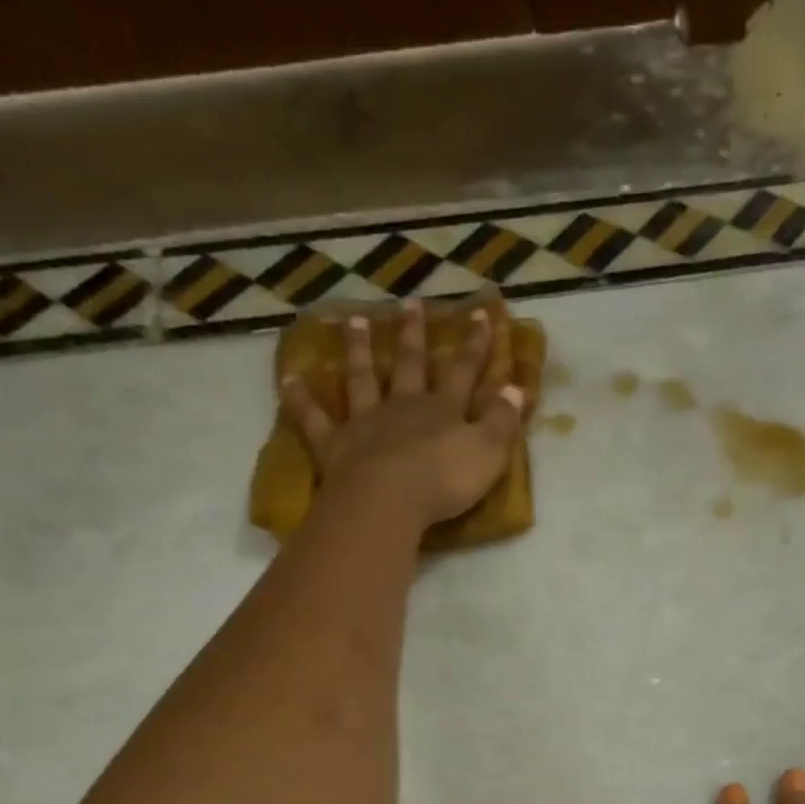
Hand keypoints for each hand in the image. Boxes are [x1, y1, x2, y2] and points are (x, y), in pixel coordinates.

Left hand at [281, 299, 524, 528]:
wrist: (388, 501)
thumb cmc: (444, 480)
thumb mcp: (488, 453)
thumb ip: (502, 422)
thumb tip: (516, 388)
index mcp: (442, 410)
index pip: (463, 372)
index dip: (474, 345)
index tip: (480, 314)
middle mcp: (403, 407)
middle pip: (409, 365)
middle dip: (413, 335)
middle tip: (410, 303)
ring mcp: (365, 423)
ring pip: (362, 379)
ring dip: (358, 349)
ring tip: (352, 320)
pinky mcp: (335, 445)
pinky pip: (313, 419)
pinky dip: (300, 400)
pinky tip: (288, 379)